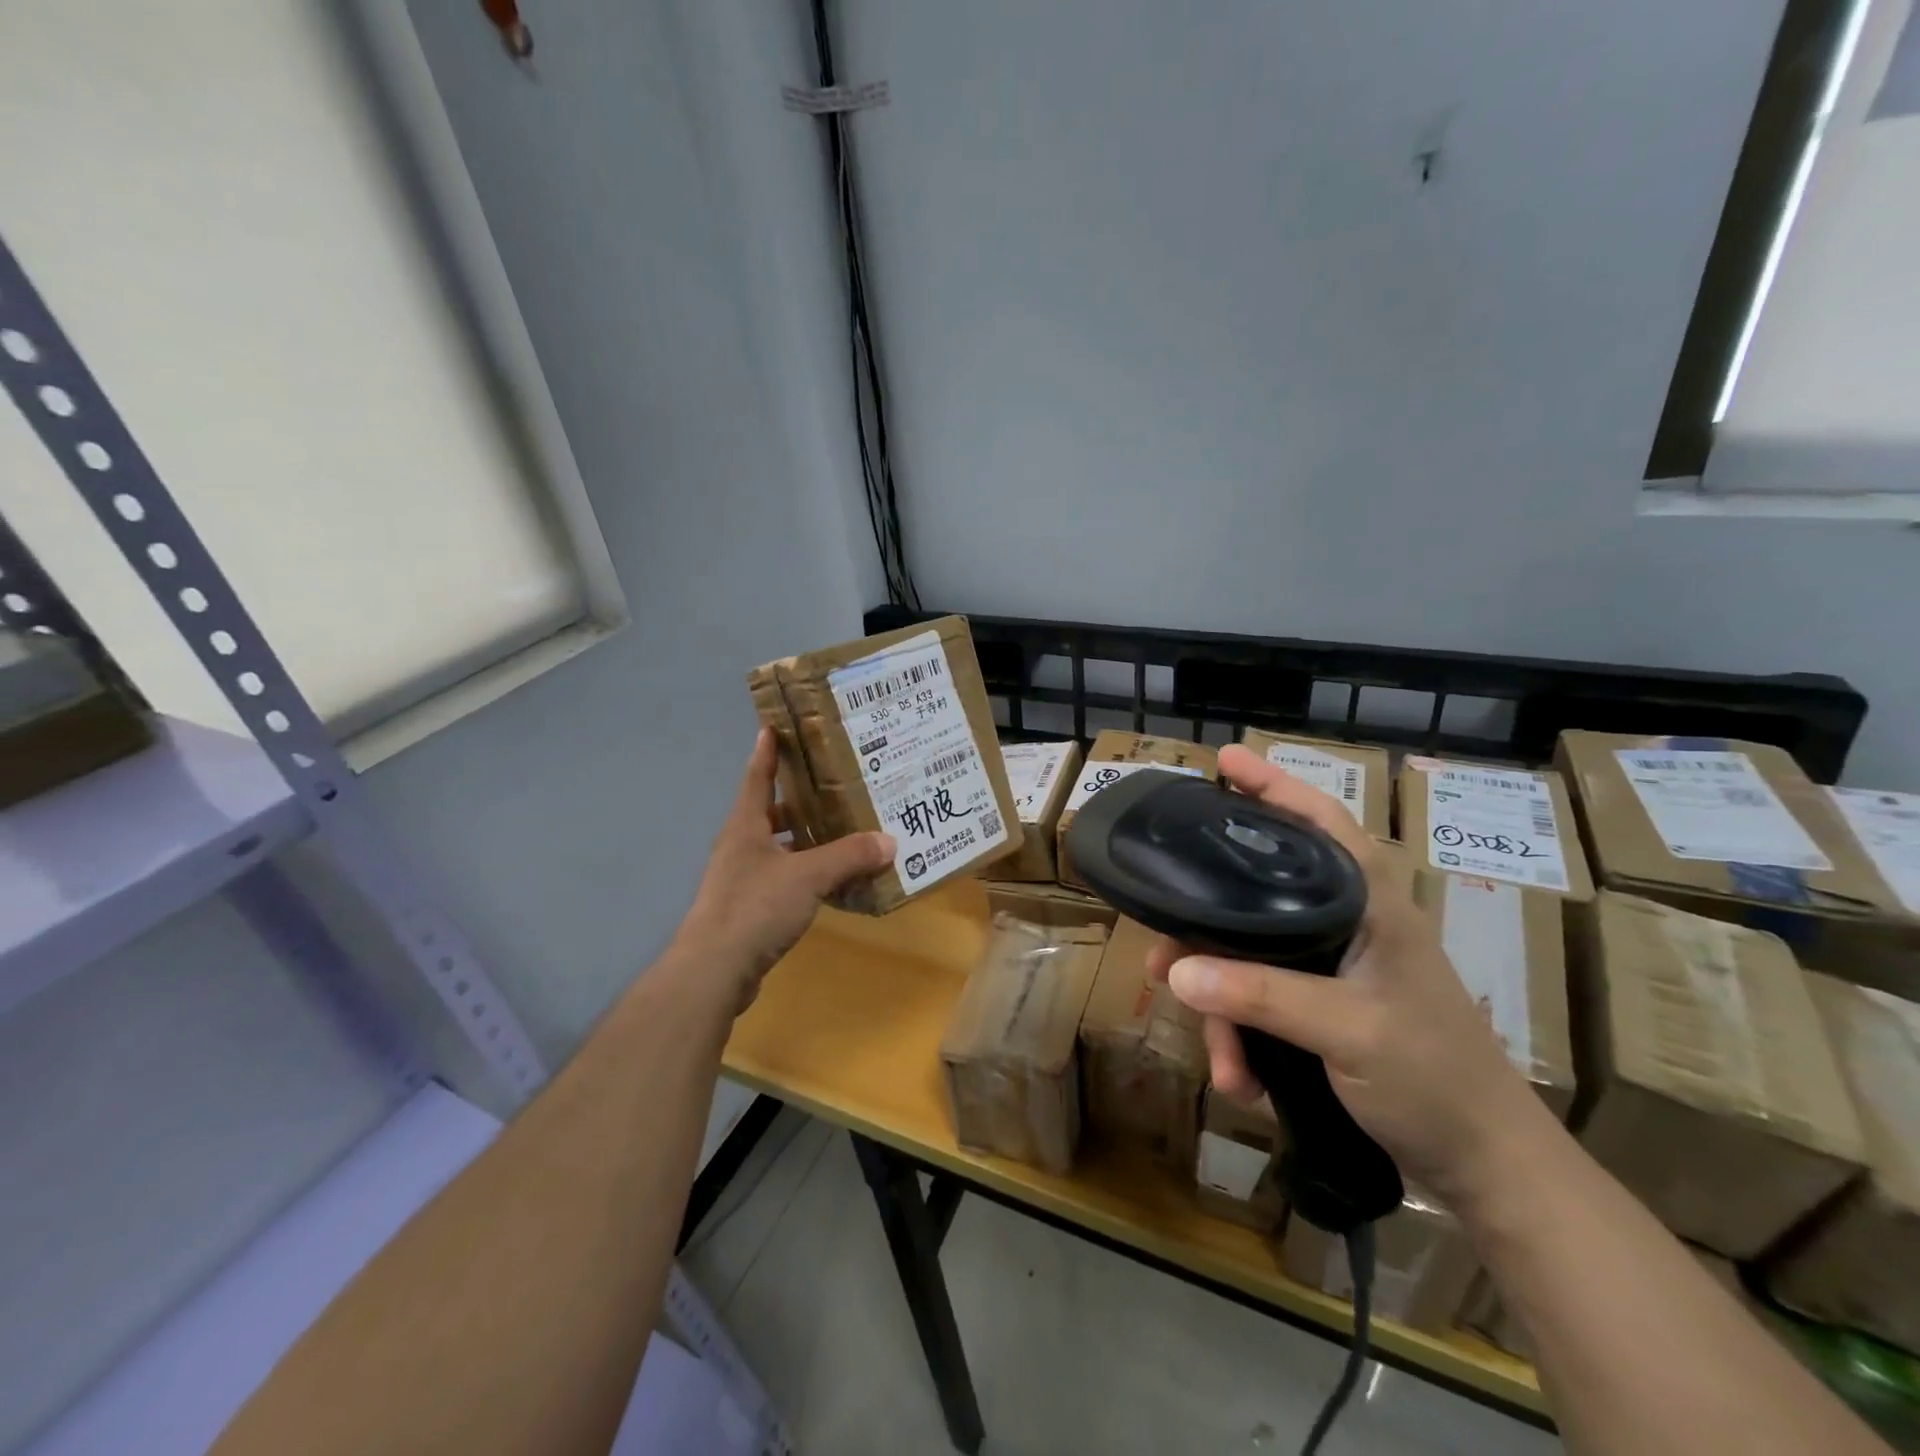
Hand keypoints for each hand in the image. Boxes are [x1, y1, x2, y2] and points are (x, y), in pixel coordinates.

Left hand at [671, 729, 894, 1011]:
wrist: (714, 970)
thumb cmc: (755, 907)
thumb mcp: (808, 876)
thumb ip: (849, 856)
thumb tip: (890, 841)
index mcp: (745, 826)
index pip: (757, 778)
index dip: (766, 751)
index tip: (773, 726)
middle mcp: (740, 847)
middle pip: (770, 813)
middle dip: (799, 800)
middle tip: (834, 786)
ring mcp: (741, 880)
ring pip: (778, 848)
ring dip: (805, 840)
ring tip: (842, 832)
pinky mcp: (748, 910)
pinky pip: (783, 880)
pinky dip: (805, 874)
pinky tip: (832, 882)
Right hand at [1147, 743, 1538, 1201]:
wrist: (1484, 1167)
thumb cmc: (1433, 1078)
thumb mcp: (1347, 1030)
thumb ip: (1261, 994)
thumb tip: (1175, 968)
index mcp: (1368, 905)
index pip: (1321, 822)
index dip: (1274, 786)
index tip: (1224, 760)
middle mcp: (1346, 924)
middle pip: (1258, 896)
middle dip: (1206, 930)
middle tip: (1161, 949)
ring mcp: (1332, 968)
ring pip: (1249, 959)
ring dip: (1224, 1010)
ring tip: (1221, 1059)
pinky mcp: (1321, 1007)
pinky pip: (1259, 1004)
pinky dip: (1244, 1039)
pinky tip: (1243, 1080)